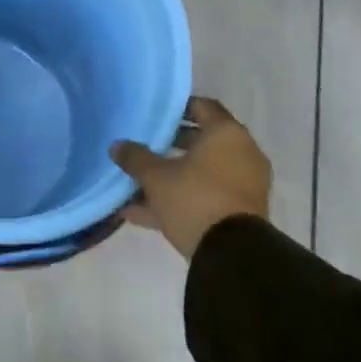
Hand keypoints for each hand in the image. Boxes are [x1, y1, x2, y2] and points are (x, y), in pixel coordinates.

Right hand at [111, 96, 270, 258]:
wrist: (232, 254)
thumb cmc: (195, 197)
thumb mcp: (155, 176)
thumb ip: (135, 157)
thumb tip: (116, 146)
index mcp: (227, 134)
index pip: (203, 107)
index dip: (178, 107)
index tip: (155, 111)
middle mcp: (242, 154)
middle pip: (202, 141)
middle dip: (171, 144)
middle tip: (145, 144)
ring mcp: (244, 185)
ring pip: (202, 173)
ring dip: (172, 176)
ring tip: (137, 183)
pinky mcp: (240, 213)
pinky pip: (206, 196)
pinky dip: (181, 199)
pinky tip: (141, 212)